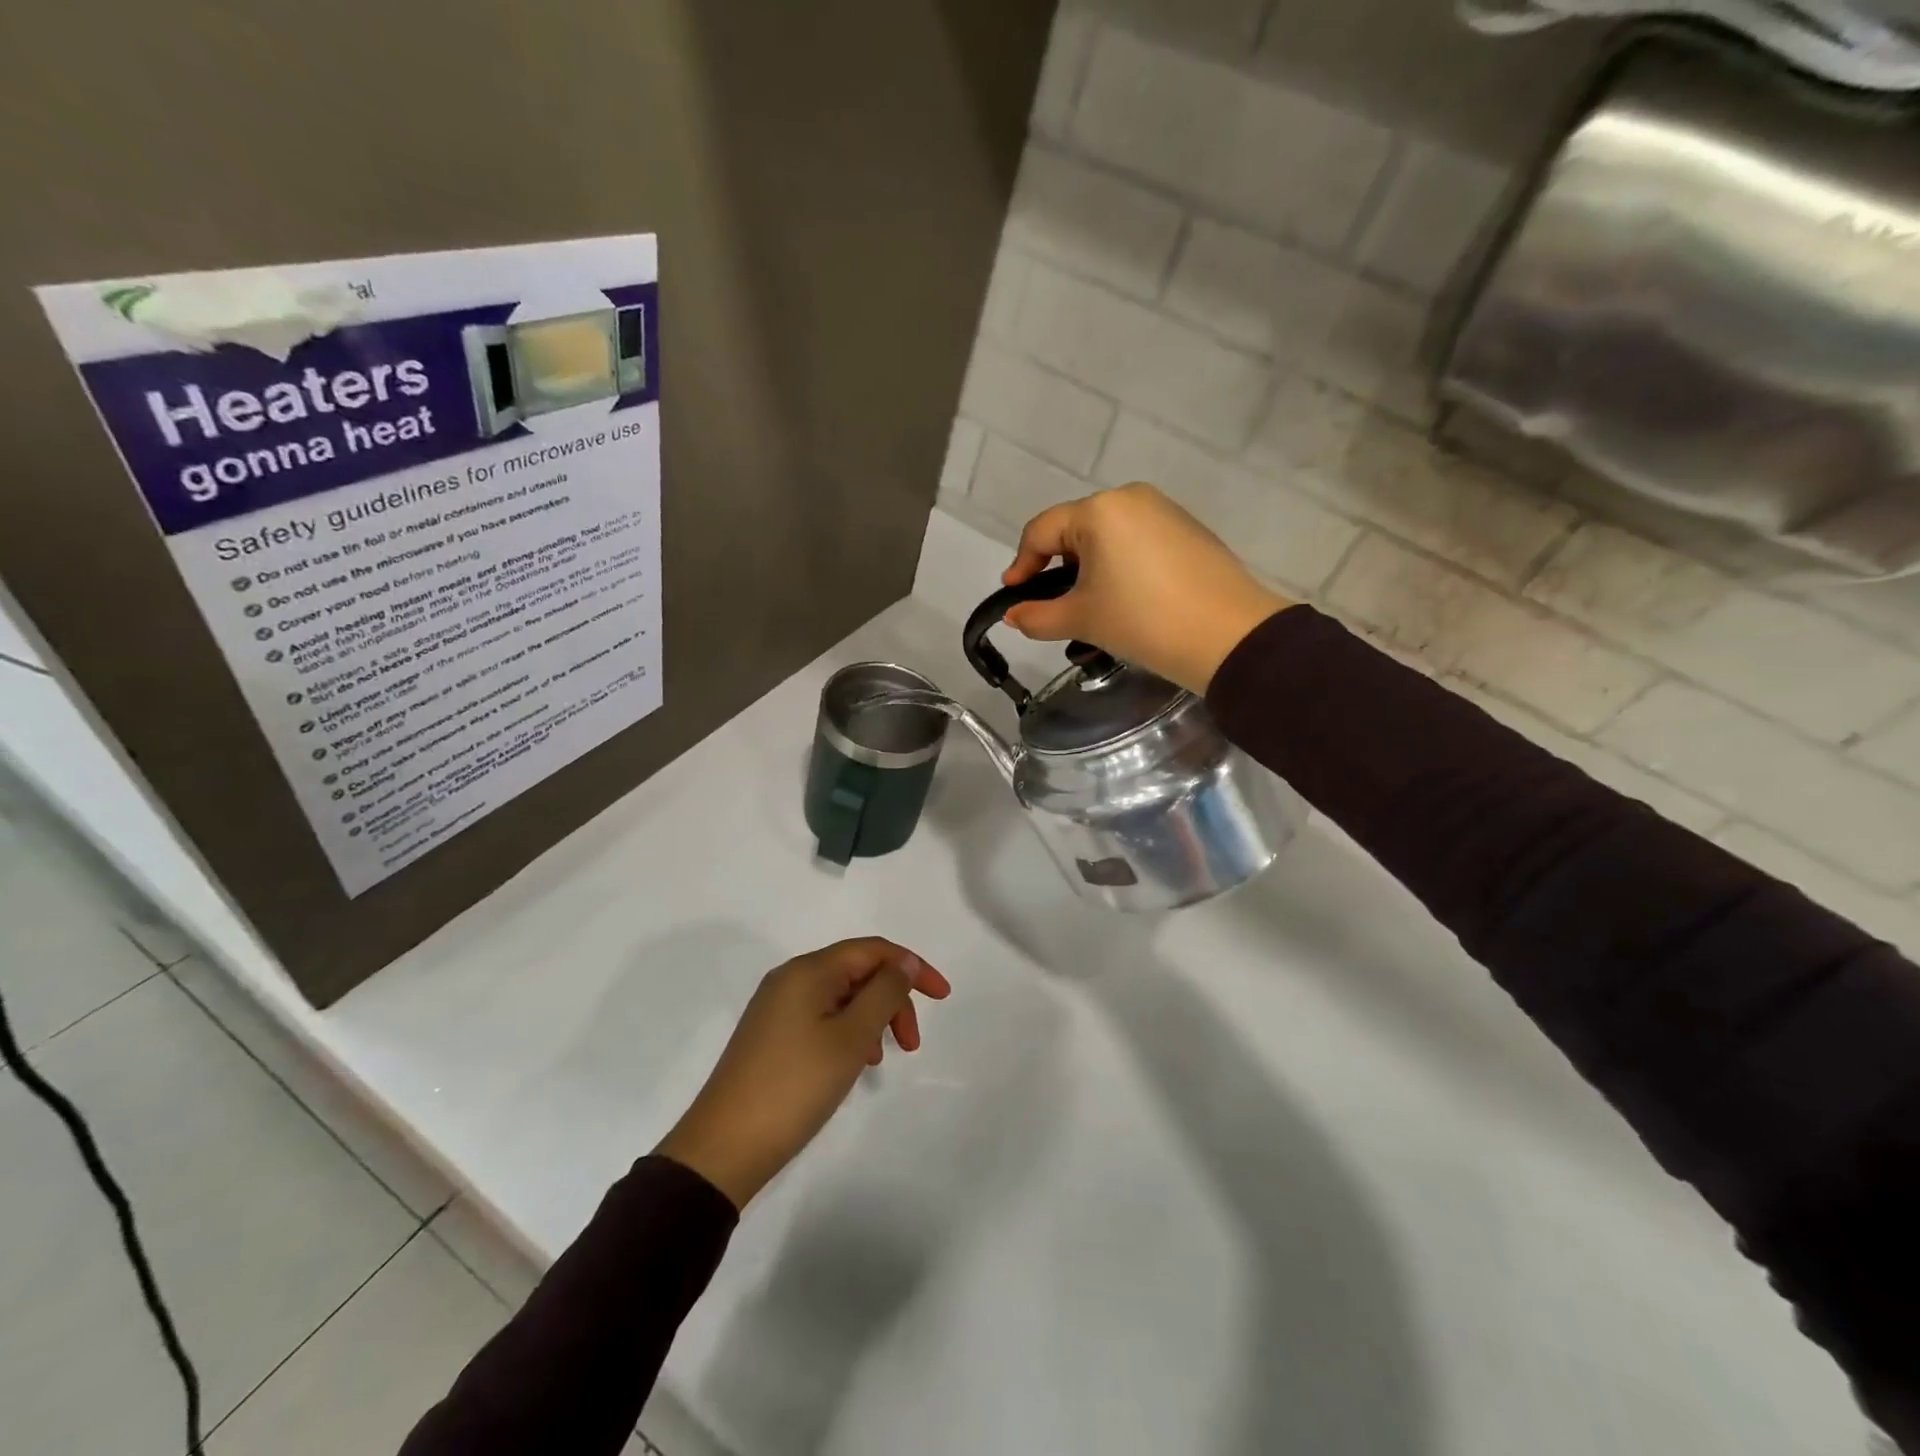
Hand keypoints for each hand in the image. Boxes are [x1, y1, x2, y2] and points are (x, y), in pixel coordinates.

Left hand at [654, 938, 951, 1209]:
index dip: (913, 967)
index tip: (943, 997)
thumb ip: (884, 992)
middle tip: (911, 1045)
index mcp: (808, 971)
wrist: (724, 1148)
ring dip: (872, 1018)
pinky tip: (855, 1063)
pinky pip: (823, 1017)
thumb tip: (903, 962)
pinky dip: (849, 1032)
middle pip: (858, 971)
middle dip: (893, 999)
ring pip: (842, 997)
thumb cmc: (795, 1087)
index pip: (873, 950)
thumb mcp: (851, 1038)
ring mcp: (777, 1008)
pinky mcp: (771, 1036)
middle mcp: (791, 979)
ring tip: (881, 1059)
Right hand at [1002, 483, 1294, 693]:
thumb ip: (1038, 616)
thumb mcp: (1083, 620)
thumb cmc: (1143, 621)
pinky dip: (1119, 568)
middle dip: (1057, 569)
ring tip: (1090, 609)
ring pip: (1107, 538)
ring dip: (1089, 571)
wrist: (1228, 636)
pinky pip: (1137, 543)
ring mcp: (1164, 511)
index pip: (1041, 532)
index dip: (1021, 565)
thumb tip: (1013, 616)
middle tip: (1052, 607)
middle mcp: (1130, 498)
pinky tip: (1126, 600)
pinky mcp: (1188, 530)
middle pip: (1075, 531)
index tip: (1012, 597)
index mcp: (1099, 511)